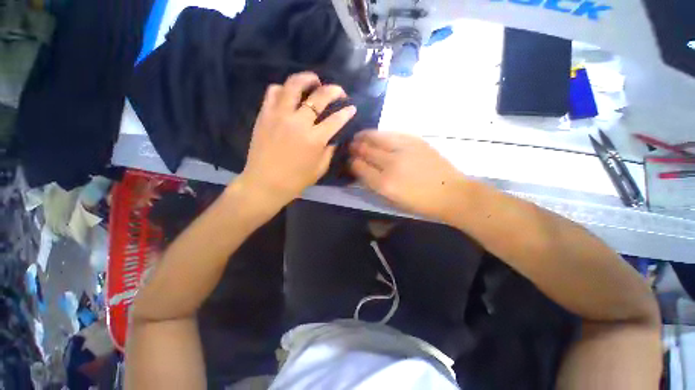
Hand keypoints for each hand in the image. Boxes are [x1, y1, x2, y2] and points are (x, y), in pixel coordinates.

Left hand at [238, 72, 355, 205]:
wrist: (265, 183)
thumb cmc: (295, 180)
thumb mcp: (320, 169)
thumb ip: (329, 151)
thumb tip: (333, 138)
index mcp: (315, 139)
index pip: (336, 119)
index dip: (347, 112)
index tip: (352, 108)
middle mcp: (299, 122)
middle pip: (320, 96)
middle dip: (334, 90)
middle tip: (339, 91)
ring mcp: (280, 115)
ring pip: (294, 85)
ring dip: (308, 79)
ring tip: (314, 81)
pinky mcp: (265, 114)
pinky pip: (274, 91)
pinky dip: (284, 89)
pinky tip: (290, 95)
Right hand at [350, 131, 468, 220]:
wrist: (451, 193)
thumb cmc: (420, 203)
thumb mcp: (393, 201)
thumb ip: (374, 186)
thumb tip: (361, 172)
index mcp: (384, 184)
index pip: (358, 167)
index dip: (351, 163)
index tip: (349, 162)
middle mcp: (391, 164)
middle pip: (365, 150)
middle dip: (354, 148)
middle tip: (350, 147)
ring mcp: (403, 149)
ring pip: (376, 137)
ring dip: (364, 136)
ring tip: (358, 137)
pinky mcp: (415, 141)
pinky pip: (391, 133)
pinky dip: (380, 134)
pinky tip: (376, 135)